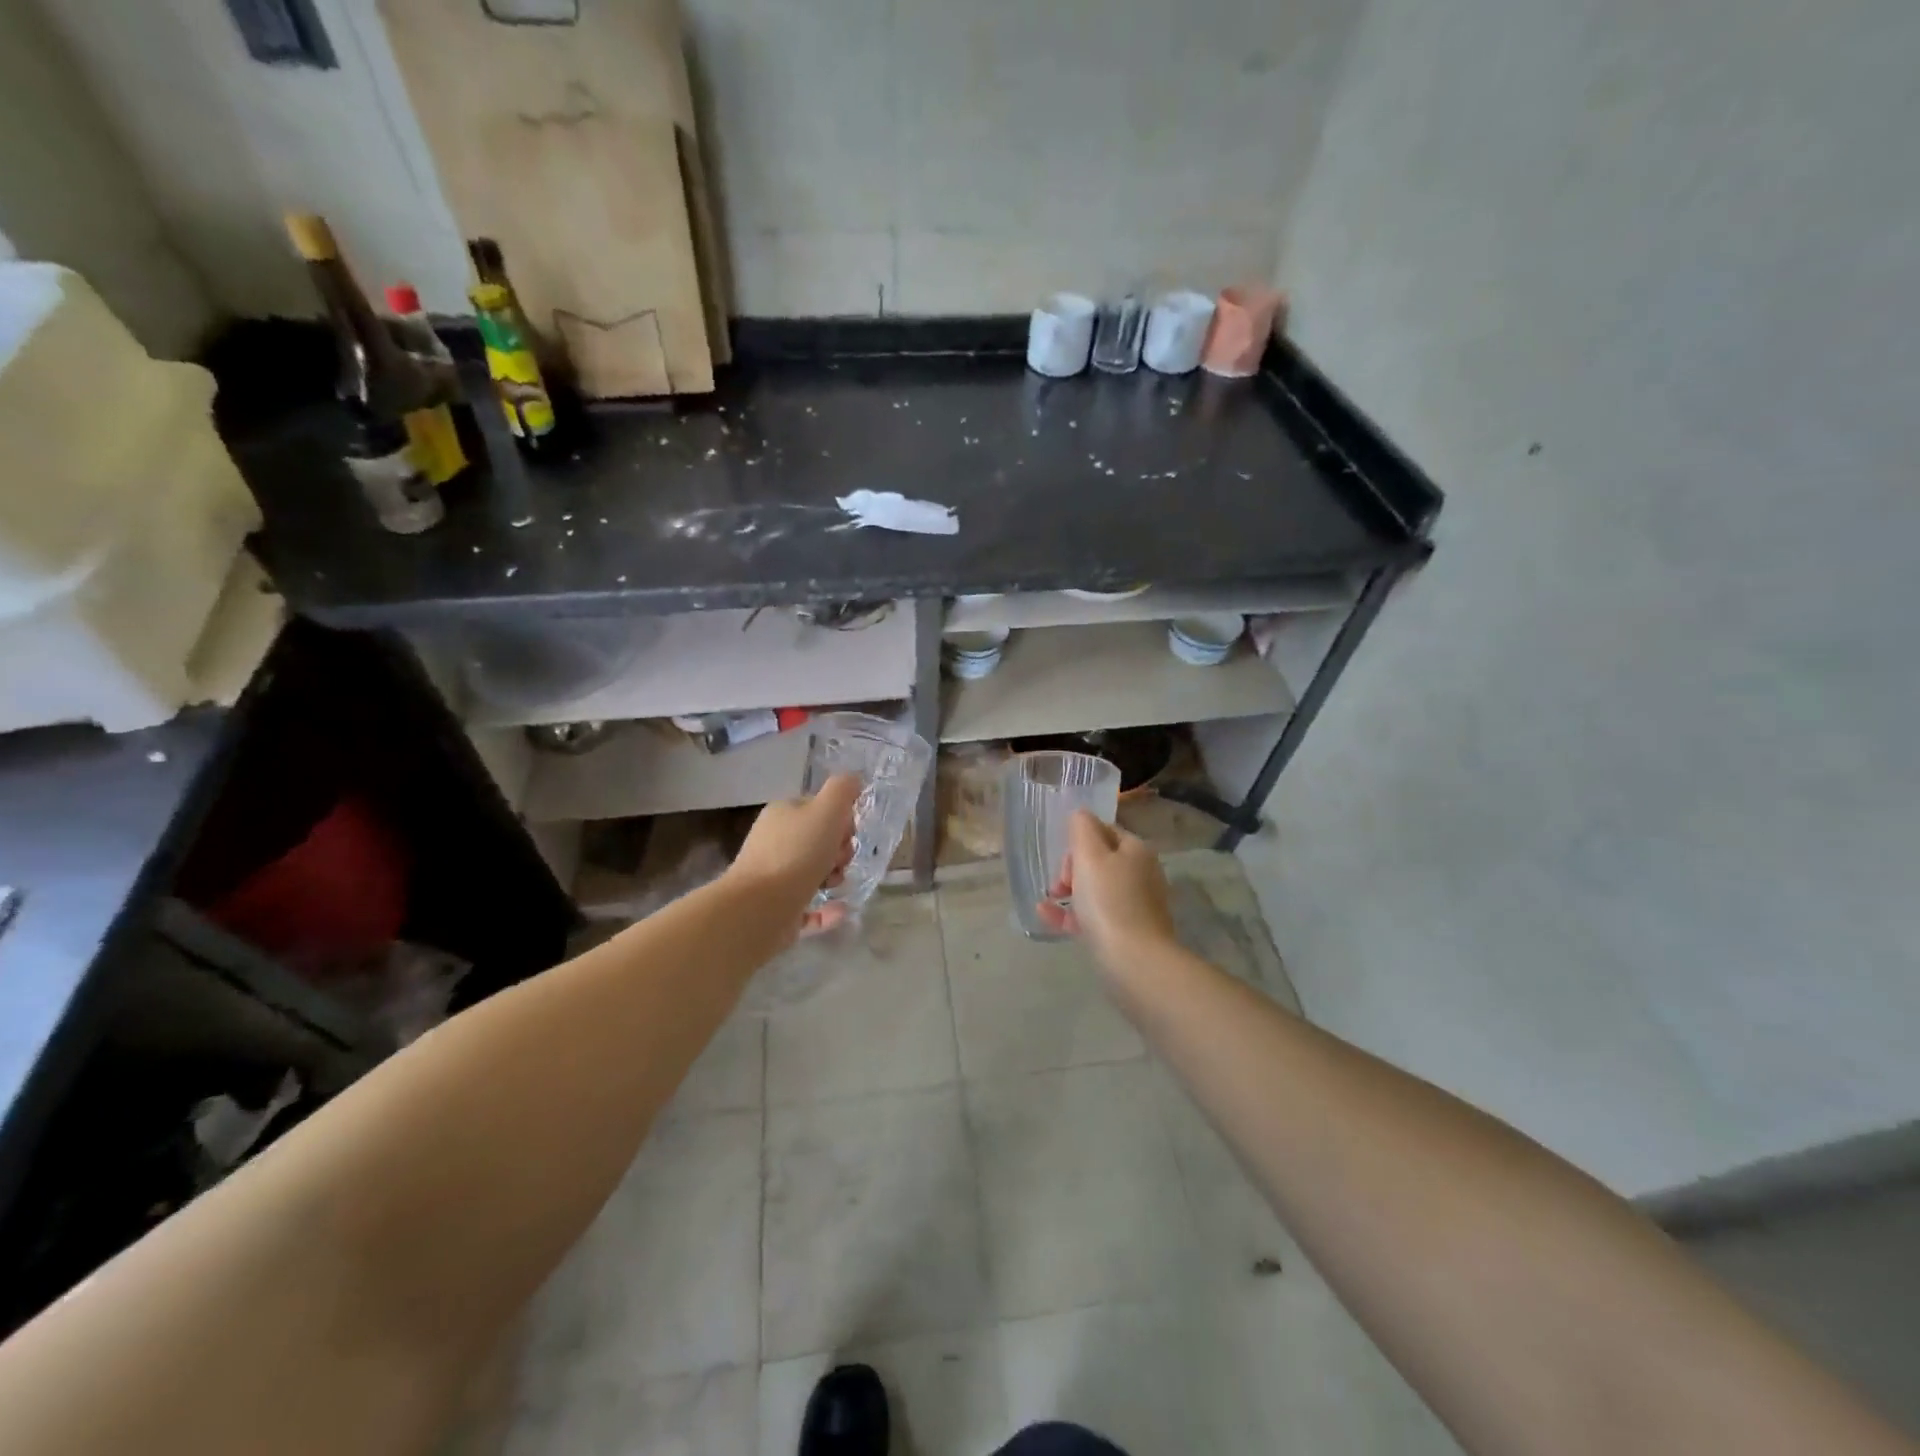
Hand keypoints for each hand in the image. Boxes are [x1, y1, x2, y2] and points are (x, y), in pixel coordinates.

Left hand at [728, 774, 861, 935]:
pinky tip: (841, 910)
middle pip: (819, 841)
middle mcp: (775, 842)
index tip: (849, 832)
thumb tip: (853, 779)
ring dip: (835, 878)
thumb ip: (842, 790)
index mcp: (783, 814)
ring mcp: (773, 878)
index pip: (819, 808)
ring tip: (835, 884)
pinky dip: (827, 910)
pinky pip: (810, 908)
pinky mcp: (777, 910)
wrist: (760, 908)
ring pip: (815, 873)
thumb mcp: (827, 810)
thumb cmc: (796, 854)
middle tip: (841, 860)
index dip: (841, 819)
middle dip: (839, 850)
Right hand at [1036, 812, 1178, 961]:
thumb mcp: (1090, 856)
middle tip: (1059, 884)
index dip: (1078, 841)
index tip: (1063, 860)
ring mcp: (1136, 904)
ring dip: (1068, 891)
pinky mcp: (1128, 931)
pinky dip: (1072, 913)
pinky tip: (1047, 916)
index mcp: (1136, 850)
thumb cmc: (1109, 901)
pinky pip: (1095, 914)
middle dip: (1071, 868)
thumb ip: (1082, 829)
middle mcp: (1141, 873)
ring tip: (1048, 901)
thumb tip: (1080, 815)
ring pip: (1095, 888)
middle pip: (1099, 860)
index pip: (1103, 831)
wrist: (1135, 961)